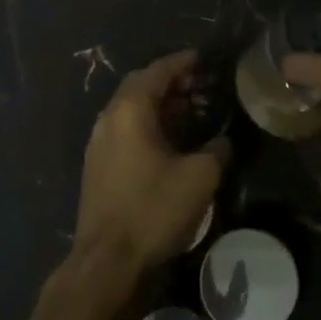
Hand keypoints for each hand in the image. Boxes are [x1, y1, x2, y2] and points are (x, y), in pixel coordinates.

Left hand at [72, 49, 229, 286]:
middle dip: (171, 81)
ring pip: (131, 108)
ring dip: (160, 104)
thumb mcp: (199, 178)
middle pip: (141, 85)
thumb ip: (216, 150)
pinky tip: (169, 140)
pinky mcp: (98, 165)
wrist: (106, 261)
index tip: (203, 58)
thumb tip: (222, 141)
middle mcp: (109, 116)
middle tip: (200, 84)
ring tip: (190, 110)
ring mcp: (99, 141)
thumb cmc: (152, 209)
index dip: (182, 62)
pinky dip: (148, 123)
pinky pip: (125, 128)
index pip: (158, 70)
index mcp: (130, 109)